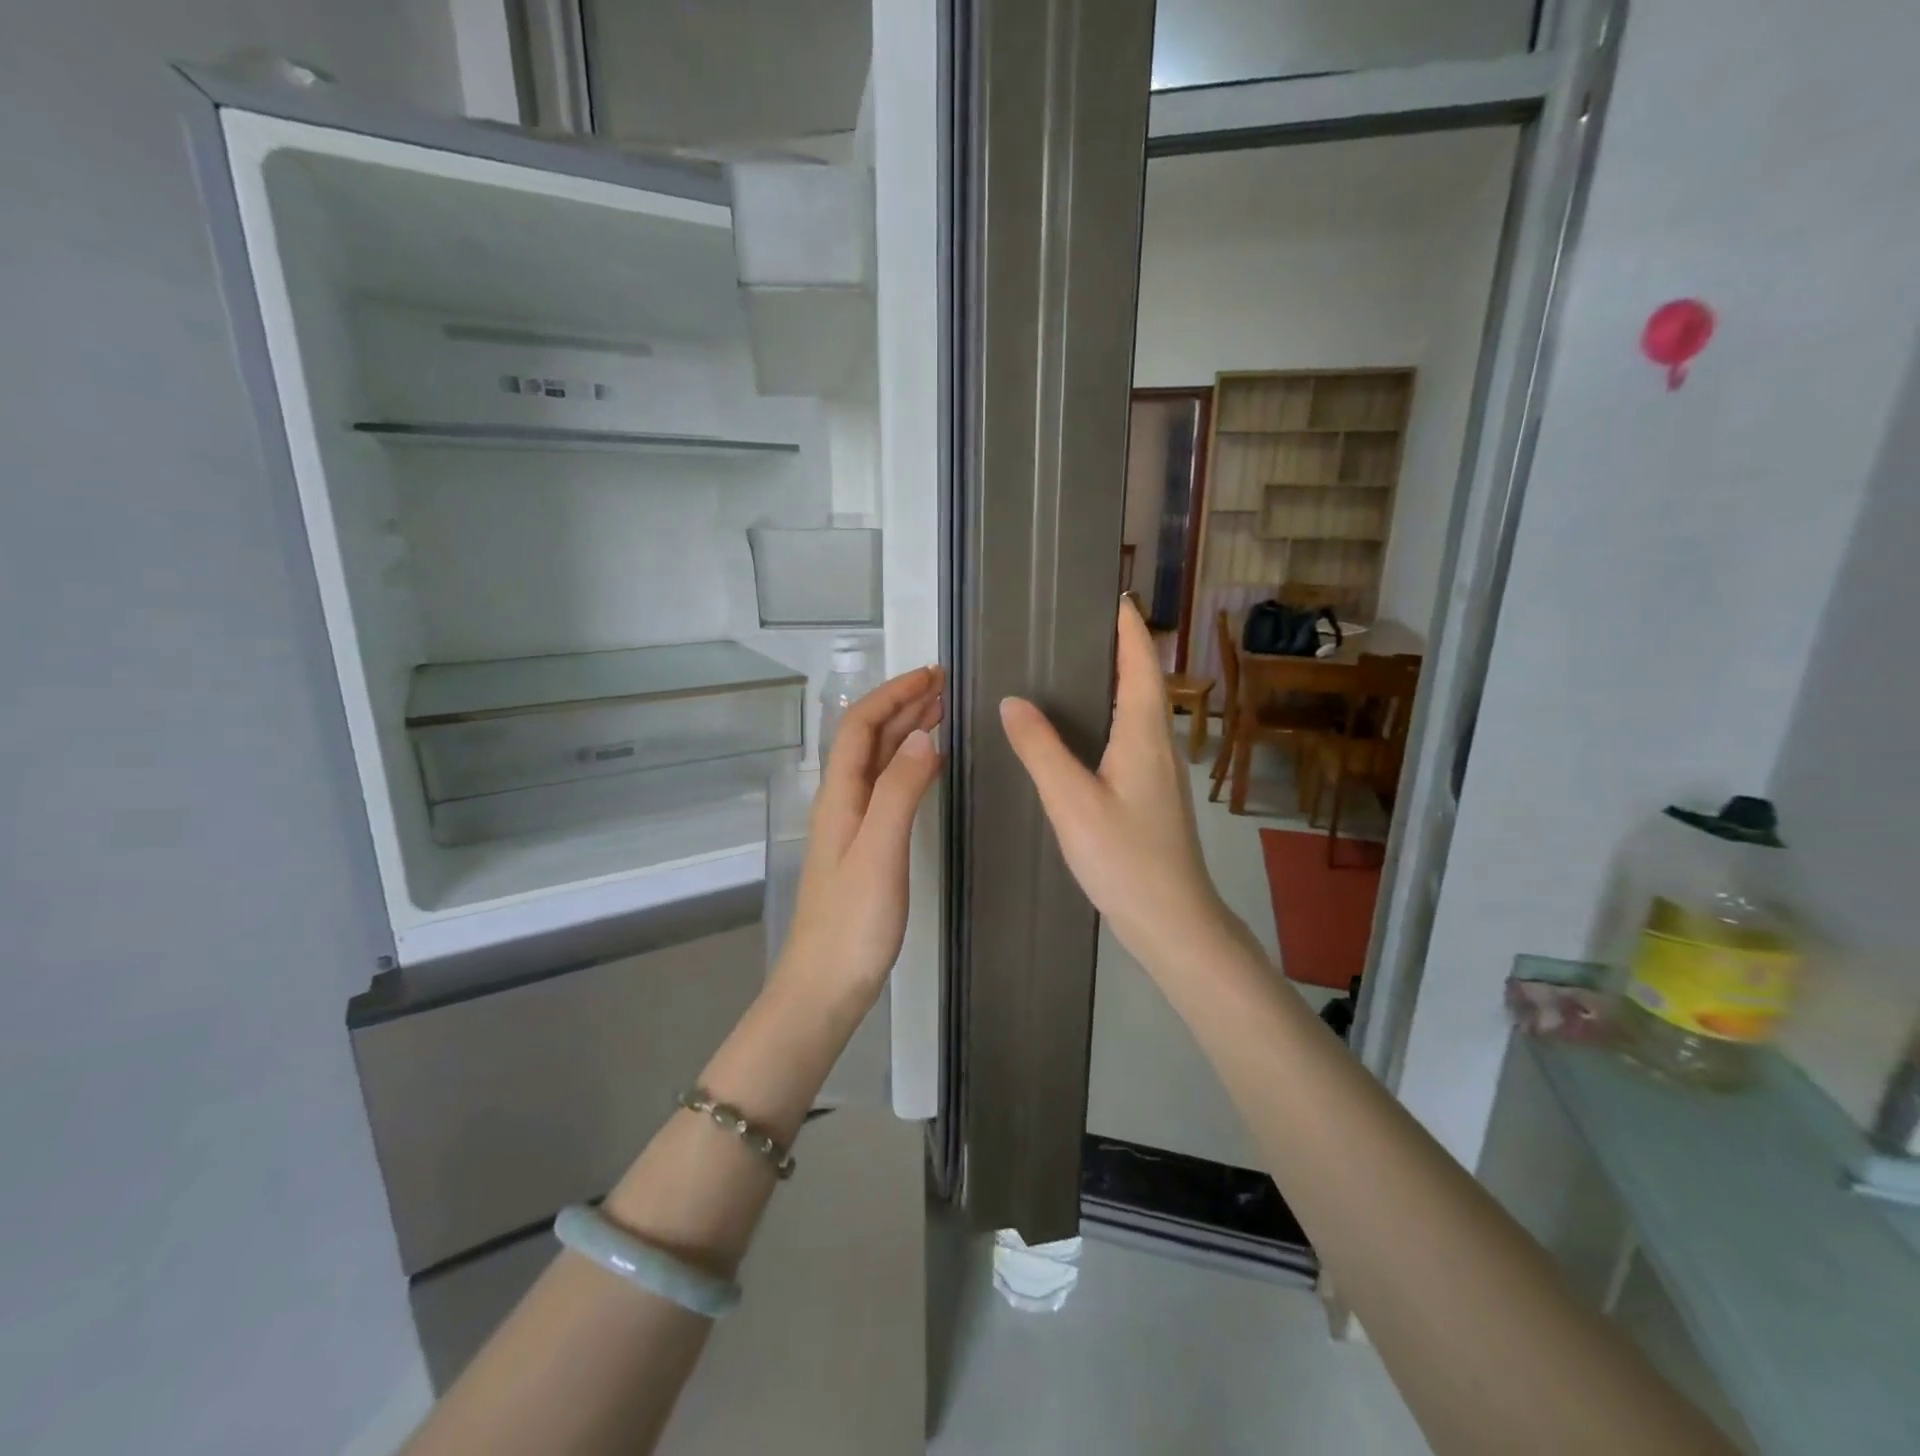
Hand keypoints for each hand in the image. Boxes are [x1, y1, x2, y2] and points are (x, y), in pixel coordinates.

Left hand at [772, 664, 944, 1020]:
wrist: (825, 985)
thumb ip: (899, 791)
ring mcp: (852, 825)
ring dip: (907, 731)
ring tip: (942, 712)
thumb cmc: (853, 921)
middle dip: (903, 705)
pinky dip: (910, 765)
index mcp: (839, 795)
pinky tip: (930, 766)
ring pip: (879, 762)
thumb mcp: (878, 851)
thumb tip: (924, 736)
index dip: (893, 694)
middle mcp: (842, 801)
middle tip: (944, 686)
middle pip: (869, 739)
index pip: (861, 726)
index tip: (932, 675)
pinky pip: (888, 788)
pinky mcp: (865, 847)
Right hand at [1000, 600, 1248, 978]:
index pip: (1140, 664)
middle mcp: (1158, 744)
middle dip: (1119, 647)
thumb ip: (1040, 750)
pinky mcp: (1153, 795)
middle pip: (1143, 681)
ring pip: (1139, 711)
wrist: (1172, 920)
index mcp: (1143, 734)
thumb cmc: (1125, 858)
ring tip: (1074, 669)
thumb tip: (1013, 701)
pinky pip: (1132, 737)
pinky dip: (1111, 716)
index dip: (1129, 627)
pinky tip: (1084, 733)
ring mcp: (1160, 771)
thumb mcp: (1072, 802)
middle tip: (1077, 626)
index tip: (1113, 594)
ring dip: (1117, 682)